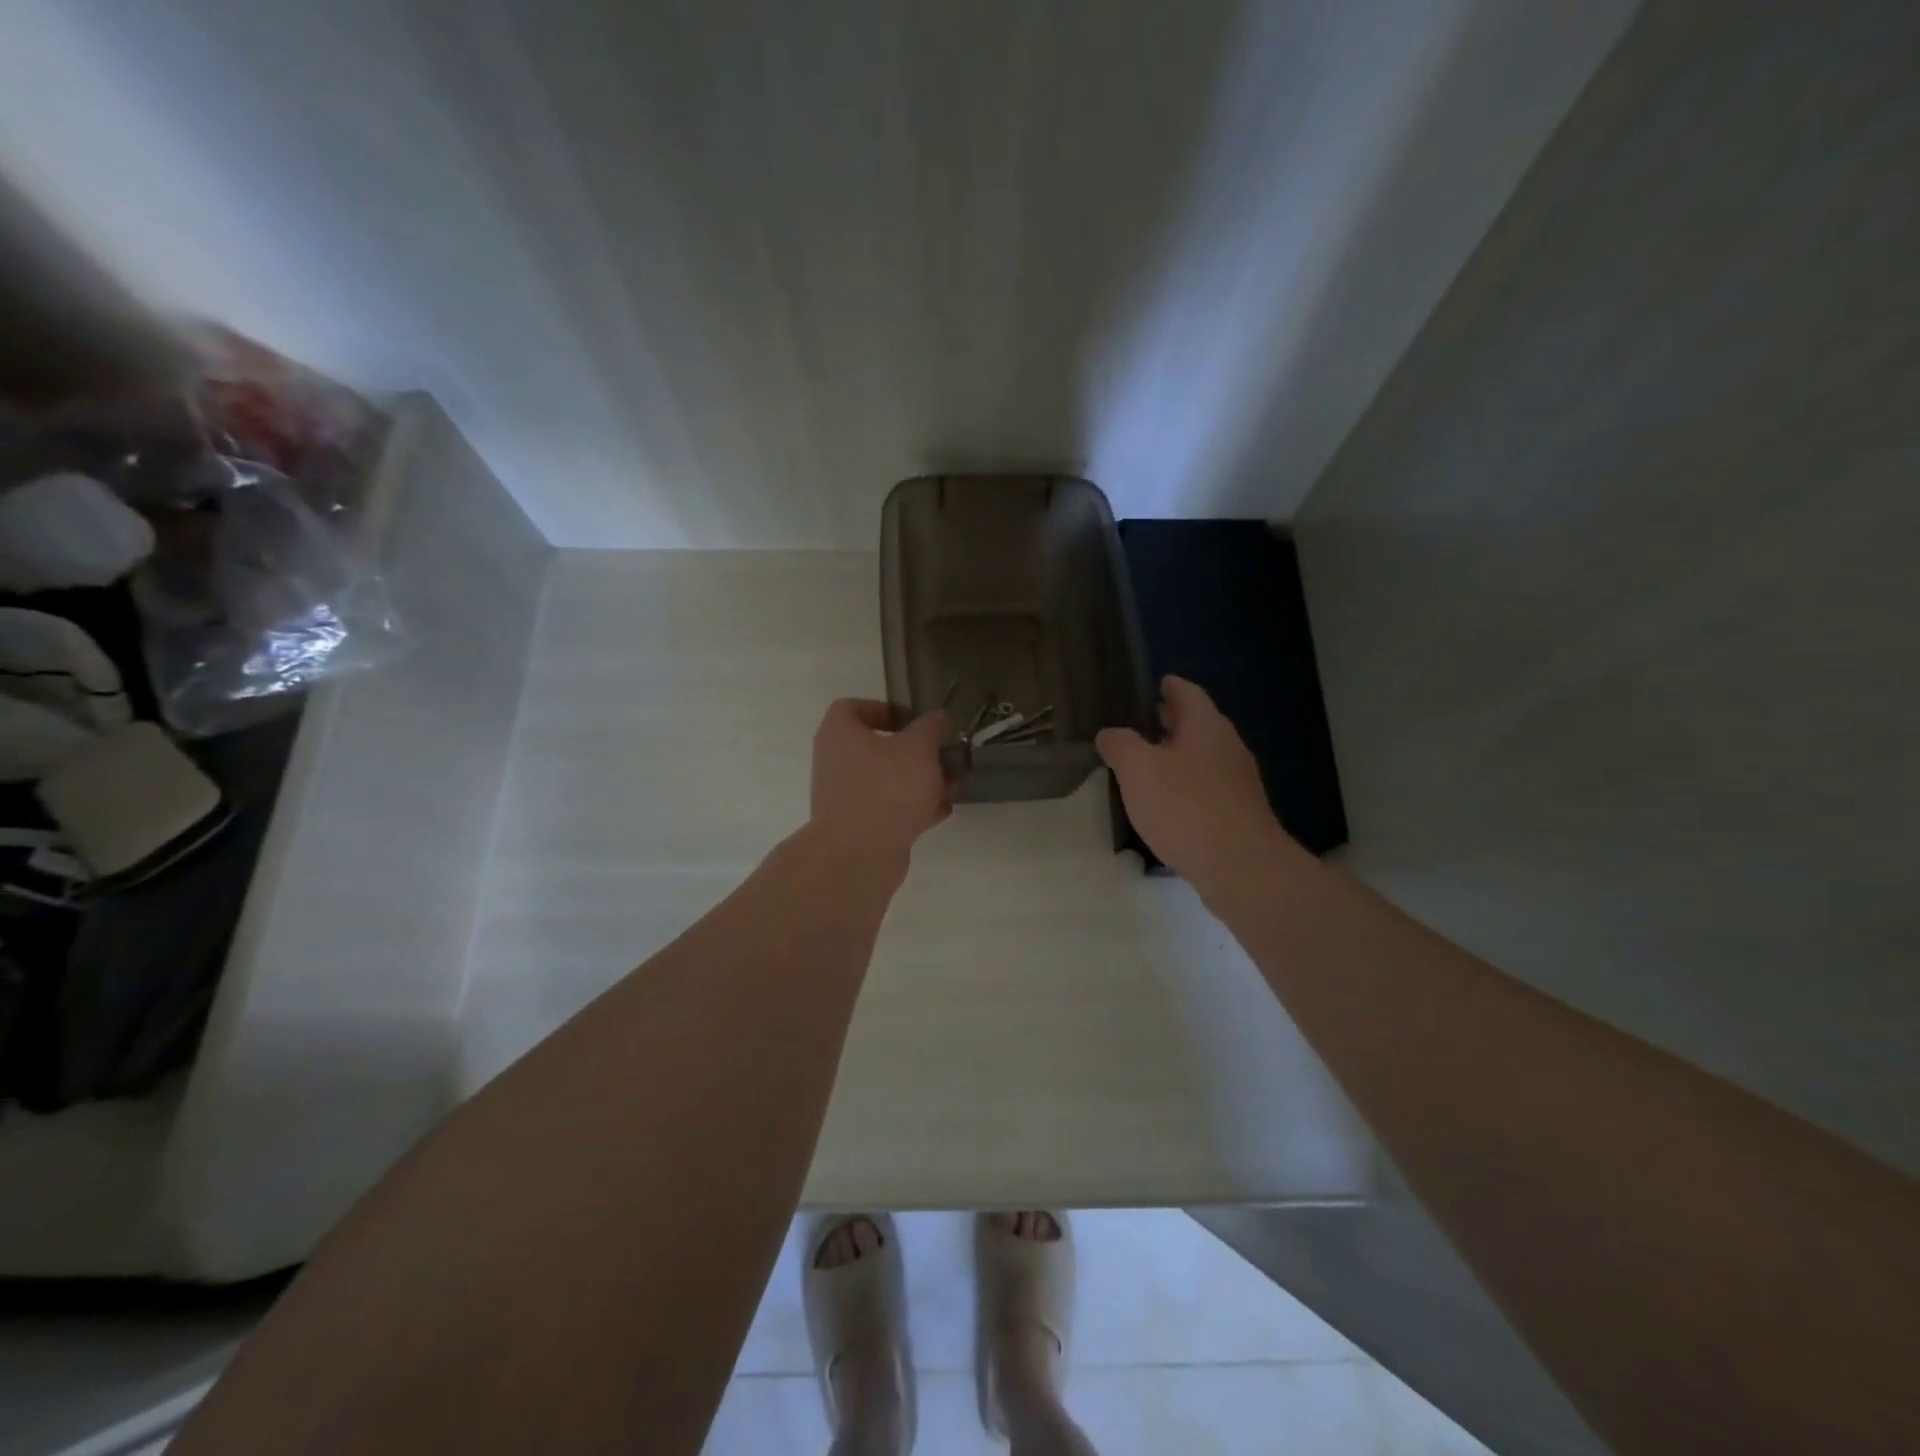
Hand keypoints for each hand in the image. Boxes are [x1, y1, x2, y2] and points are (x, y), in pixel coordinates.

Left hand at [809, 699, 951, 863]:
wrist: (860, 854)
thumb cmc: (887, 788)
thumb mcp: (919, 748)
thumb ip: (932, 728)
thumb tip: (939, 718)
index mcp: (839, 733)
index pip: (851, 708)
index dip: (882, 709)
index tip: (912, 720)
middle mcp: (834, 762)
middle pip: (874, 747)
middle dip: (912, 751)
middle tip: (940, 754)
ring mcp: (843, 797)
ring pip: (884, 780)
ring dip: (917, 781)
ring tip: (950, 785)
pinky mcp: (856, 827)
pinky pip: (886, 808)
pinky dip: (911, 808)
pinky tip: (940, 811)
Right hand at [1096, 677, 1302, 897]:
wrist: (1241, 867)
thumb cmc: (1185, 807)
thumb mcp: (1137, 769)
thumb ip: (1119, 744)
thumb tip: (1110, 734)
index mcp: (1206, 725)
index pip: (1186, 691)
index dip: (1167, 686)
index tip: (1150, 686)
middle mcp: (1227, 745)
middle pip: (1197, 722)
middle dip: (1170, 720)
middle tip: (1139, 721)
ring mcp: (1238, 780)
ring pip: (1202, 755)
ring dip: (1176, 754)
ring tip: (1145, 762)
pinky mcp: (1239, 811)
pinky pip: (1207, 785)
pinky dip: (1186, 783)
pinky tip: (1167, 801)